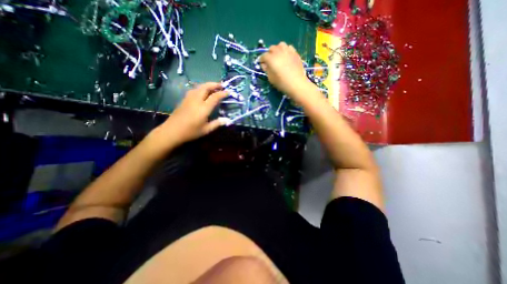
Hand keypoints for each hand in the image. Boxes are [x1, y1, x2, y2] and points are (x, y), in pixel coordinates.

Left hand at [153, 82, 227, 145]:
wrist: (171, 131)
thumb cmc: (190, 132)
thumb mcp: (206, 130)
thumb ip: (217, 123)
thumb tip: (227, 120)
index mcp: (203, 108)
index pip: (215, 97)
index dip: (222, 93)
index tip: (228, 92)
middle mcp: (196, 100)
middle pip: (205, 87)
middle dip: (214, 84)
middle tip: (221, 85)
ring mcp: (189, 99)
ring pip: (199, 87)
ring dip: (207, 85)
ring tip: (213, 87)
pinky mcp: (184, 100)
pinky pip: (194, 90)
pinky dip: (201, 88)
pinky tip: (202, 92)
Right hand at [259, 42, 310, 94]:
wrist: (296, 83)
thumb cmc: (282, 83)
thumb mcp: (271, 78)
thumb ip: (266, 70)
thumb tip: (265, 65)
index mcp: (271, 58)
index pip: (263, 56)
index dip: (261, 60)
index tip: (262, 64)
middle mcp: (278, 52)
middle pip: (271, 48)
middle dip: (269, 54)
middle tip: (270, 61)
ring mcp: (287, 51)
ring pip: (280, 45)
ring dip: (278, 50)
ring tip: (279, 56)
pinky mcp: (295, 53)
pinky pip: (289, 47)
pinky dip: (286, 50)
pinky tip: (286, 56)